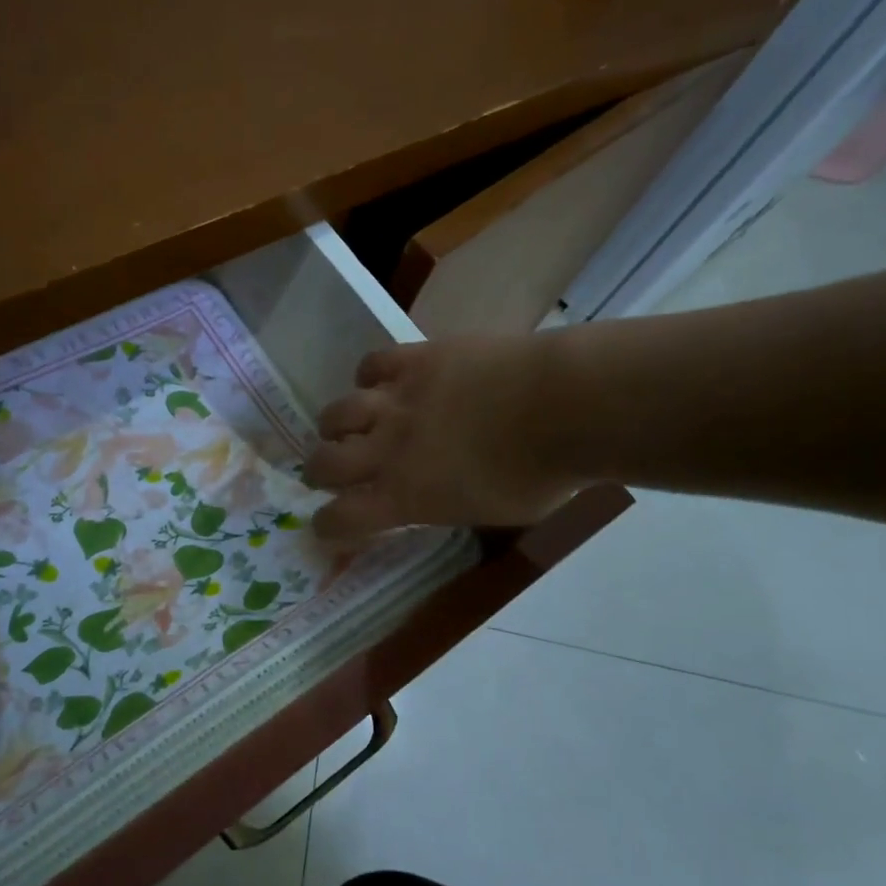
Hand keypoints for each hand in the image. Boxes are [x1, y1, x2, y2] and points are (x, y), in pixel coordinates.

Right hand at [306, 334, 588, 539]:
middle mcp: (387, 449)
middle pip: (324, 464)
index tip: (328, 527)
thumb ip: (444, 506)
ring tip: (347, 426)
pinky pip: (371, 364)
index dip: (327, 527)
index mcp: (404, 496)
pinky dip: (369, 377)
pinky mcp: (415, 359)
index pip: (341, 519)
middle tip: (329, 473)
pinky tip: (380, 383)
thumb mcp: (486, 512)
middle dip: (319, 473)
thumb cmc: (541, 475)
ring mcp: (397, 400)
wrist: (566, 406)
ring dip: (335, 426)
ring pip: (336, 413)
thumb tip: (430, 497)